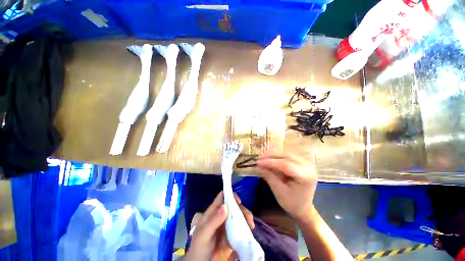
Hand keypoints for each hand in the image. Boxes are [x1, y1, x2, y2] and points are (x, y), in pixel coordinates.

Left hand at [185, 191, 253, 260]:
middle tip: (248, 218)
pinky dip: (246, 227)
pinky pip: (241, 227)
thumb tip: (225, 206)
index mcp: (213, 212)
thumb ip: (213, 221)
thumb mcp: (204, 235)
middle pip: (233, 206)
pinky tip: (250, 232)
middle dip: (242, 209)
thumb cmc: (199, 248)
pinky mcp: (232, 235)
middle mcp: (221, 216)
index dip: (230, 195)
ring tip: (251, 226)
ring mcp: (227, 225)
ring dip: (246, 218)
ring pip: (238, 215)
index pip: (222, 197)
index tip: (239, 201)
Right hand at [257, 152, 317, 220]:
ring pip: (286, 154)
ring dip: (273, 155)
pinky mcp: (302, 162)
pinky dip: (277, 156)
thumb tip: (258, 166)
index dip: (270, 162)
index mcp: (305, 177)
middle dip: (271, 156)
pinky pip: (287, 156)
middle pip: (286, 156)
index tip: (258, 162)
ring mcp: (306, 163)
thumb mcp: (279, 191)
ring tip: (262, 158)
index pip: (286, 165)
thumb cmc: (292, 203)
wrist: (304, 208)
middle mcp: (308, 166)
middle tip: (259, 158)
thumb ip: (269, 176)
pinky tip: (269, 158)